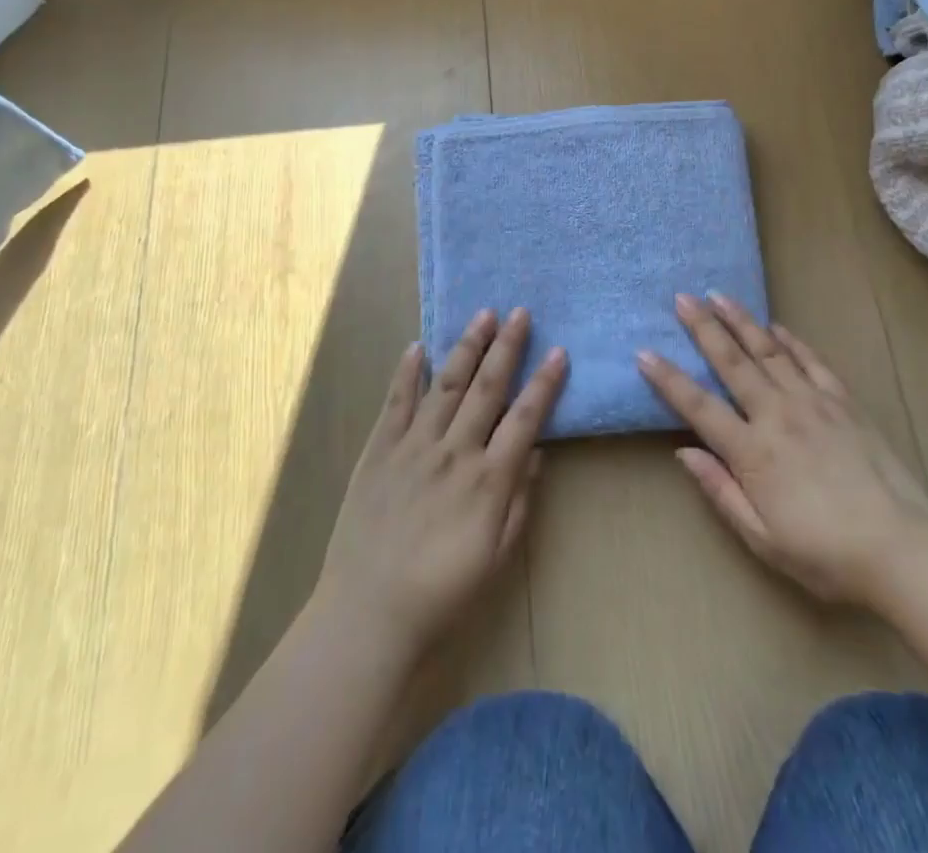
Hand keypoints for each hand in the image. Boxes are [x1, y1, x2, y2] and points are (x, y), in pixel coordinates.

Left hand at [314, 308, 567, 661]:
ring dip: (466, 347)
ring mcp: (413, 446)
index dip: (544, 382)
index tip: (559, 351)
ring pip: (446, 384)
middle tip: (520, 312)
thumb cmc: (443, 593)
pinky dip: (408, 373)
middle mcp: (454, 452)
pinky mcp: (378, 451)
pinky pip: (396, 403)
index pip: (525, 417)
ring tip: (482, 315)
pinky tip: (418, 347)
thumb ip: (520, 500)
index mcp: (488, 480)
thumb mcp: (497, 555)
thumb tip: (536, 451)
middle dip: (506, 347)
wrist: (368, 614)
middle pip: (487, 388)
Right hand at [637, 292, 927, 608]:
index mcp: (753, 450)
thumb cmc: (825, 554)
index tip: (645, 352)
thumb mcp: (762, 537)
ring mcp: (813, 402)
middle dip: (703, 328)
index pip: (699, 405)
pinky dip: (792, 341)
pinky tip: (776, 326)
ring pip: (769, 351)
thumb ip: (721, 490)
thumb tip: (684, 452)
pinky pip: (812, 362)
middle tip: (682, 298)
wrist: (902, 548)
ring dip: (741, 321)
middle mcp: (777, 414)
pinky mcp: (843, 401)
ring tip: (719, 296)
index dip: (668, 378)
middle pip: (732, 362)